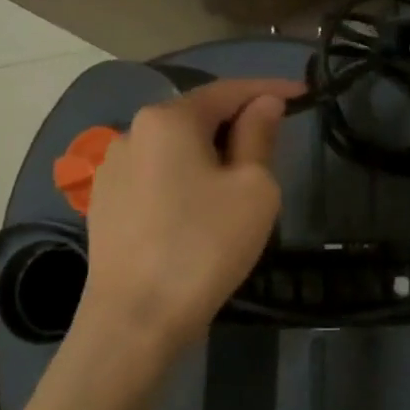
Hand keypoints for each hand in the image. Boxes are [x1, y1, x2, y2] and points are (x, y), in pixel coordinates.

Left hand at [73, 78, 303, 365]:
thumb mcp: (252, 187)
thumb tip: (263, 104)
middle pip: (198, 116)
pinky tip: (201, 208)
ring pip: (176, 148)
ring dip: (211, 153)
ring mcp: (112, 169)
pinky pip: (157, 175)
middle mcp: (132, 132)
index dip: (269, 89)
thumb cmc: (205, 245)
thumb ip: (259, 136)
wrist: (136, 320)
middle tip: (276, 143)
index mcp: (168, 119)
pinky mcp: (105, 203)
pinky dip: (186, 178)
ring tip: (240, 182)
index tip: (304, 93)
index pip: (229, 91)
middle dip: (239, 123)